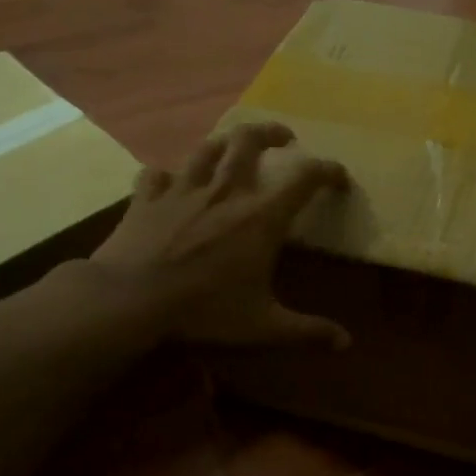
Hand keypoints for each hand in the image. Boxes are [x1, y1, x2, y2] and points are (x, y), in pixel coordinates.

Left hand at [90, 122, 350, 347]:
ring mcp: (183, 189)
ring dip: (225, 143)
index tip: (338, 178)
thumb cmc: (203, 310)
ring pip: (207, 148)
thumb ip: (307, 331)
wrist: (129, 300)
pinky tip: (168, 182)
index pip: (304, 178)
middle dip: (270, 132)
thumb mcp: (262, 326)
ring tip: (233, 148)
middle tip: (283, 138)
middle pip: (249, 140)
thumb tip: (347, 343)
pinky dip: (166, 175)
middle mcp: (226, 191)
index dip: (327, 170)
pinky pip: (156, 173)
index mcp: (261, 216)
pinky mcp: (147, 197)